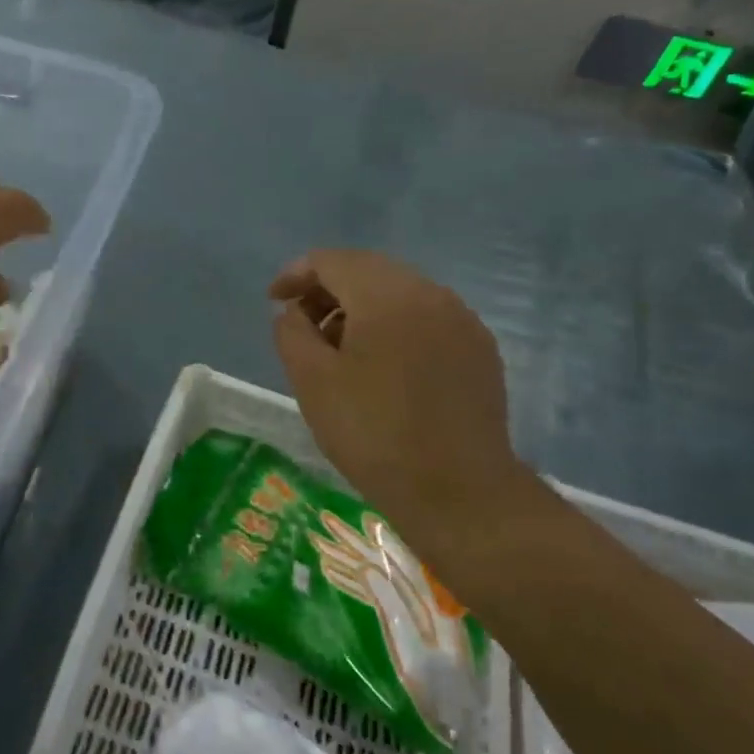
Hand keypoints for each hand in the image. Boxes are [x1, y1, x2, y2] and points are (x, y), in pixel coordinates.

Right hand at [270, 250, 533, 550]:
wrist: (460, 493)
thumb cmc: (374, 434)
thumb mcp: (312, 382)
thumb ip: (292, 333)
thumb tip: (295, 312)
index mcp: (387, 295)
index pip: (332, 260)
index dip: (296, 274)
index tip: (274, 301)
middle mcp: (430, 293)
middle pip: (368, 270)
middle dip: (328, 289)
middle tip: (302, 324)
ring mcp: (462, 320)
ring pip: (400, 292)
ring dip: (361, 308)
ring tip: (339, 349)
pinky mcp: (479, 349)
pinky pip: (427, 318)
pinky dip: (395, 325)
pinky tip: (383, 366)